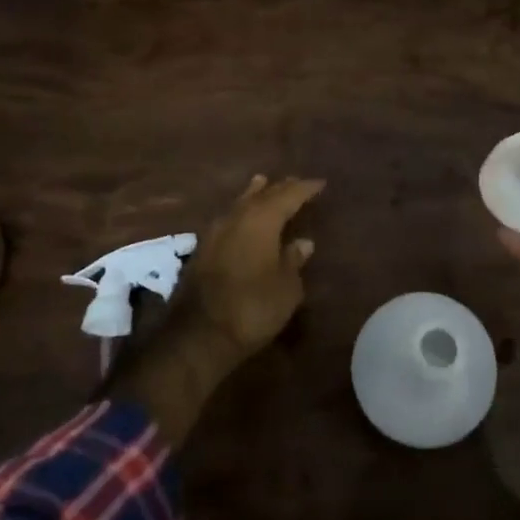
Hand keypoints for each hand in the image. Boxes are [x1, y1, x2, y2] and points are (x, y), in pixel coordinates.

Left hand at [179, 174, 324, 360]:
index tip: (321, 183)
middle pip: (262, 195)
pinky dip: (241, 213)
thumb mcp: (287, 288)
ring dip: (255, 195)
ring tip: (264, 184)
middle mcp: (237, 217)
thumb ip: (294, 260)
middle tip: (296, 183)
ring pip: (239, 203)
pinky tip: (243, 218)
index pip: (289, 195)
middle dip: (281, 188)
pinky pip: (228, 219)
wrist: (198, 336)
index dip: (305, 188)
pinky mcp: (201, 250)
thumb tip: (303, 243)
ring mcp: (215, 232)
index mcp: (262, 220)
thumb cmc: (253, 308)